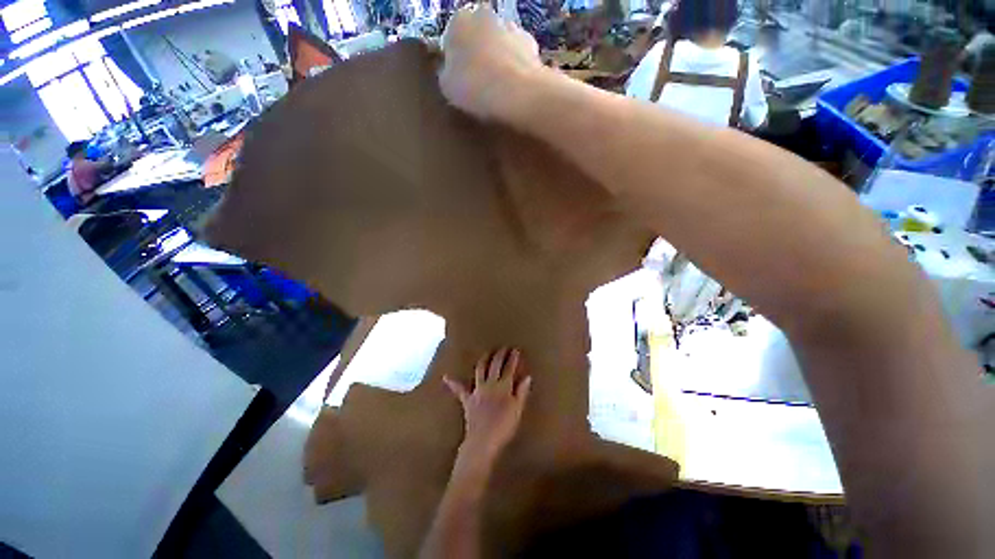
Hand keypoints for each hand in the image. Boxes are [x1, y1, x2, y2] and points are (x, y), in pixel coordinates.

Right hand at [439, 4, 542, 120]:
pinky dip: (516, 66)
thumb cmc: (474, 87)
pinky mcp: (531, 42)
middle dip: (478, 55)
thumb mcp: (447, 86)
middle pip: (478, 37)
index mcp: (458, 22)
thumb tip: (450, 71)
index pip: (451, 38)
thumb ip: (446, 73)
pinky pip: (518, 55)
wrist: (515, 92)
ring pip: (499, 43)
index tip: (459, 80)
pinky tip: (515, 86)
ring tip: (499, 88)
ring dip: (498, 59)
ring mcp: (510, 26)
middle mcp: (484, 15)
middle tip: (479, 83)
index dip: (455, 61)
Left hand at [444, 348, 532, 462]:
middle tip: (503, 348)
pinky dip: (453, 383)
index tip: (515, 350)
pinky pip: (459, 390)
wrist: (483, 440)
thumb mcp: (518, 409)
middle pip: (495, 365)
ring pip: (480, 370)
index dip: (512, 358)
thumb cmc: (504, 427)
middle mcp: (490, 384)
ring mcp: (477, 390)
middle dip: (499, 355)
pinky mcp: (467, 399)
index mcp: (503, 386)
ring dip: (483, 360)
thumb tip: (527, 376)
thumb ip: (522, 392)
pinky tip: (446, 376)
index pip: (509, 368)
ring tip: (486, 353)